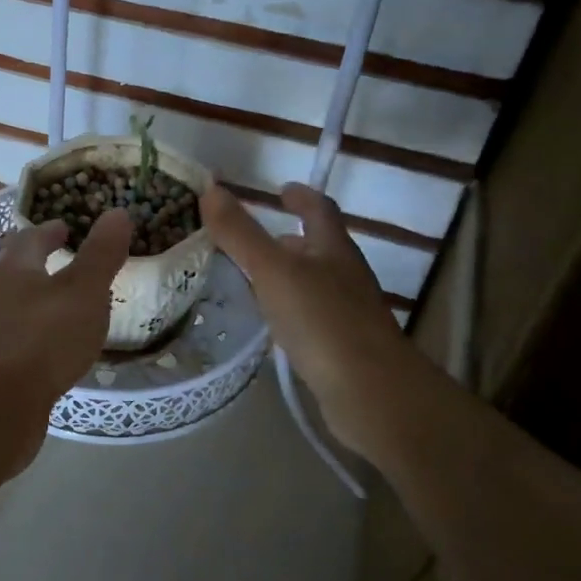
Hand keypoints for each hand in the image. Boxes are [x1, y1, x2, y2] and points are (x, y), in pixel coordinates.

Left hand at [0, 209, 131, 472]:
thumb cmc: (42, 338)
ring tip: (69, 311)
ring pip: (17, 311)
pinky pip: (20, 347)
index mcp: (14, 271)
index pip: (29, 240)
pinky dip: (38, 342)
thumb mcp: (83, 291)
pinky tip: (56, 356)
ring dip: (39, 306)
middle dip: (41, 267)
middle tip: (70, 266)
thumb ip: (101, 254)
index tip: (65, 227)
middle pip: (17, 274)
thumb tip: (117, 213)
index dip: (49, 231)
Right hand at [202, 183, 413, 459]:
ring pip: (315, 285)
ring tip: (254, 280)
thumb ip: (241, 233)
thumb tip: (211, 189)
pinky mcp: (342, 348)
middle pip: (320, 248)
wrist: (370, 391)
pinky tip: (270, 326)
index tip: (282, 190)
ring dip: (289, 277)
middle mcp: (346, 276)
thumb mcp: (273, 271)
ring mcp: (348, 314)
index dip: (302, 197)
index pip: (320, 210)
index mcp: (334, 249)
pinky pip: (312, 319)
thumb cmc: (322, 321)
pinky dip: (290, 312)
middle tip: (256, 239)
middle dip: (291, 239)